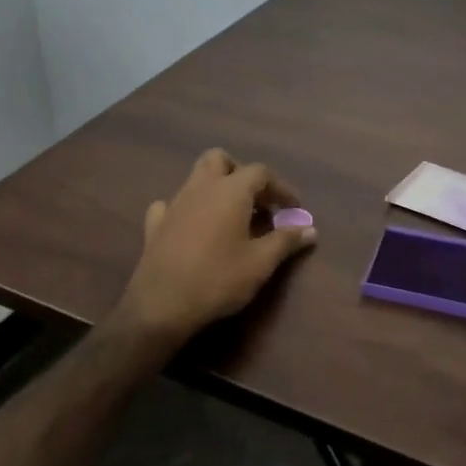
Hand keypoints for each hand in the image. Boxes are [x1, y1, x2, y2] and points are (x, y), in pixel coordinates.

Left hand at [112, 148, 317, 349]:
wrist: (161, 305)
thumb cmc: (219, 279)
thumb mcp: (261, 263)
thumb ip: (286, 240)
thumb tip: (310, 229)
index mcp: (230, 191)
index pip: (261, 173)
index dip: (280, 188)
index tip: (293, 209)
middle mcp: (201, 188)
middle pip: (219, 159)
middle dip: (240, 172)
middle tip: (255, 201)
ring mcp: (174, 204)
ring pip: (195, 178)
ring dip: (215, 189)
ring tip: (231, 216)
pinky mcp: (155, 224)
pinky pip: (170, 204)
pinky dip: (186, 209)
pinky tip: (192, 227)